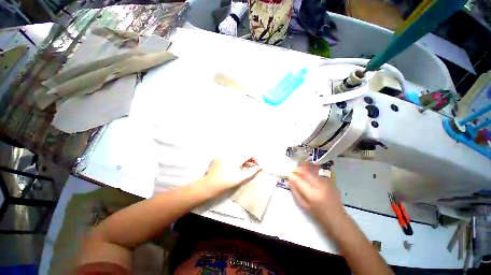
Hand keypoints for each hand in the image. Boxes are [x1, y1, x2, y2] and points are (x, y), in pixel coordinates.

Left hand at [202, 157, 261, 194]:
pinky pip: (230, 156)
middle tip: (249, 167)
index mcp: (236, 158)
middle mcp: (230, 154)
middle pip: (243, 153)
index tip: (256, 165)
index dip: (254, 159)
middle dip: (248, 159)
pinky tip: (233, 167)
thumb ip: (252, 171)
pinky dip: (235, 160)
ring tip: (241, 168)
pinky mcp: (219, 157)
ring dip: (242, 160)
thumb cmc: (226, 183)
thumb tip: (260, 166)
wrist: (209, 186)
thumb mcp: (241, 178)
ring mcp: (223, 154)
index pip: (249, 154)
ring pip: (237, 154)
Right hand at [289, 163, 344, 221]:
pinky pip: (319, 172)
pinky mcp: (331, 181)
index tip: (288, 174)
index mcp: (313, 194)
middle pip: (306, 172)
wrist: (338, 218)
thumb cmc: (319, 215)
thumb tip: (290, 180)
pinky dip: (312, 170)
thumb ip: (296, 192)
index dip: (292, 175)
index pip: (299, 180)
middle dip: (298, 169)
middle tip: (293, 170)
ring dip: (305, 168)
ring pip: (313, 170)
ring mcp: (327, 182)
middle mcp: (320, 186)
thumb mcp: (304, 205)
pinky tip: (310, 172)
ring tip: (300, 169)